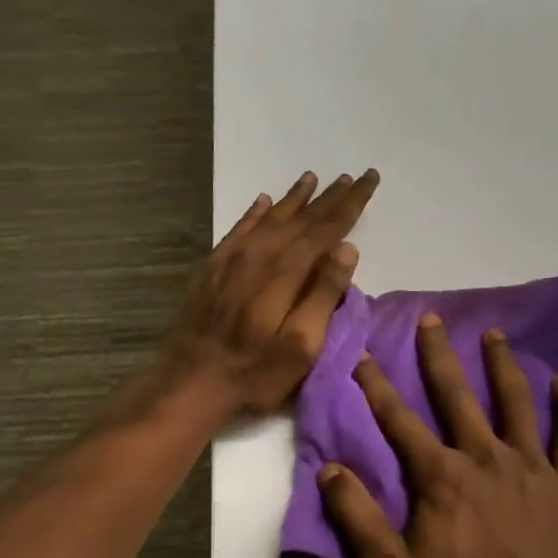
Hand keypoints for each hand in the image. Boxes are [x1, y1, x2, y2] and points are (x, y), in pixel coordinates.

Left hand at [159, 170, 379, 418]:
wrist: (189, 381)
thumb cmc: (255, 371)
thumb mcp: (302, 345)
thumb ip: (323, 294)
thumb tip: (347, 248)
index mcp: (286, 272)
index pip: (326, 229)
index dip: (350, 204)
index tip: (368, 179)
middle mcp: (259, 255)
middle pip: (301, 219)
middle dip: (329, 197)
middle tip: (351, 176)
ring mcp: (231, 259)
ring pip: (270, 218)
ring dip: (294, 199)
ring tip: (312, 178)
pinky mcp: (211, 268)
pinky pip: (238, 229)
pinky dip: (255, 213)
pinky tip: (263, 202)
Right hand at [318, 314, 557, 557]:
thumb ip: (358, 517)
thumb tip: (329, 470)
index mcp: (439, 475)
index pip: (399, 420)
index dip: (377, 387)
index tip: (364, 356)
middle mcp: (483, 456)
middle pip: (456, 395)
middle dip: (438, 355)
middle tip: (431, 318)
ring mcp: (528, 465)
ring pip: (515, 402)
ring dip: (502, 365)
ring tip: (494, 334)